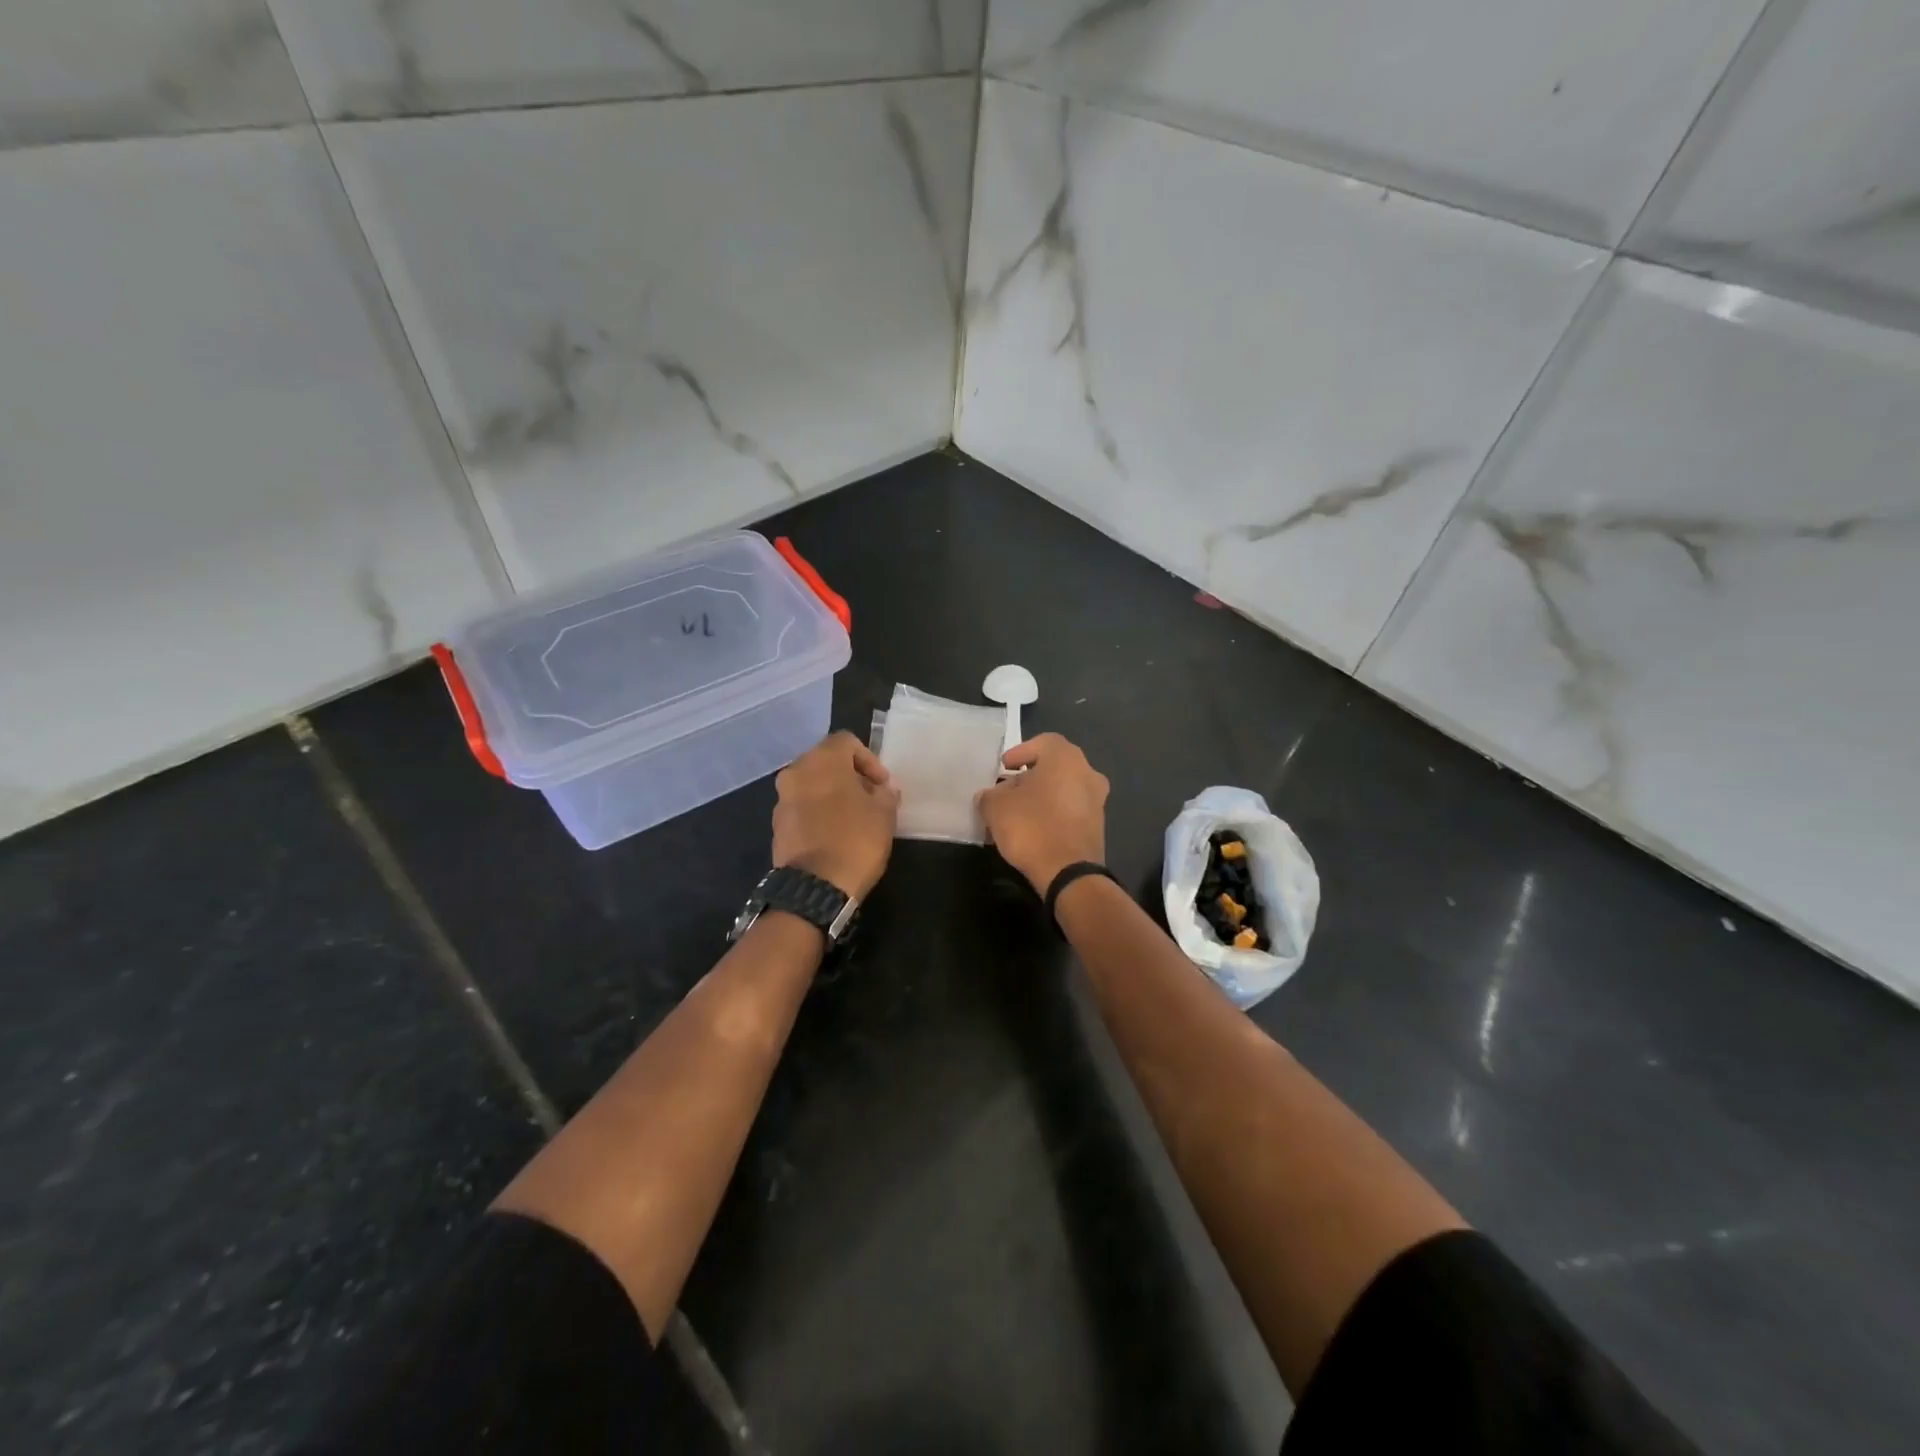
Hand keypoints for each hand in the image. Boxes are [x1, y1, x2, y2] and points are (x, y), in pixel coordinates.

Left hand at [772, 731, 900, 900]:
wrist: (815, 887)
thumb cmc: (855, 840)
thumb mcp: (884, 814)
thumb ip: (885, 793)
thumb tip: (881, 789)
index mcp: (821, 760)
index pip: (846, 742)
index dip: (869, 759)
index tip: (882, 785)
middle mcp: (796, 772)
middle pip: (826, 761)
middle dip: (849, 776)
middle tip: (870, 797)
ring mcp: (782, 799)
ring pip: (812, 784)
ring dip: (832, 793)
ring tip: (854, 817)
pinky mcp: (776, 824)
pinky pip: (801, 807)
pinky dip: (818, 812)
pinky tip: (835, 833)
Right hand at [977, 733, 1109, 896]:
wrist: (1069, 873)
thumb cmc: (1032, 827)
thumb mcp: (996, 808)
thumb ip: (989, 795)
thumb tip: (990, 796)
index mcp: (1066, 758)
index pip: (1043, 742)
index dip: (1020, 752)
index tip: (1003, 767)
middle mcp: (1087, 772)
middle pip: (1054, 766)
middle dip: (1029, 776)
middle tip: (1008, 789)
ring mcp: (1097, 800)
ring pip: (1064, 788)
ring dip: (1042, 795)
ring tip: (1018, 811)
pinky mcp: (1098, 826)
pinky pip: (1071, 809)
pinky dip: (1054, 812)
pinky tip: (1035, 828)